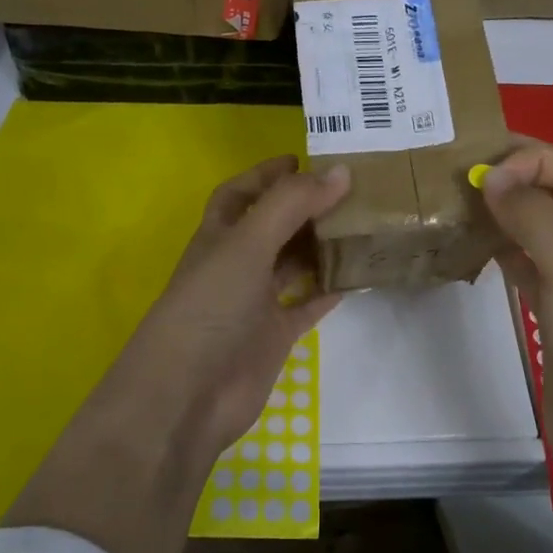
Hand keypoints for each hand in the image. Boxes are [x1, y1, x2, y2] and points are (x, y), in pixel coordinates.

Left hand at [108, 155, 351, 455]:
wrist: (189, 394)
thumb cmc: (210, 307)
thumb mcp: (247, 244)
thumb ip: (291, 205)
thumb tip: (339, 170)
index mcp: (219, 236)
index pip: (241, 193)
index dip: (267, 174)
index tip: (305, 158)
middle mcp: (236, 264)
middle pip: (273, 226)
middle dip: (305, 207)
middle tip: (351, 190)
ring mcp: (255, 302)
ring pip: (294, 264)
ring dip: (322, 245)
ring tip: (363, 224)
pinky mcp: (274, 336)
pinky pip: (308, 304)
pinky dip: (331, 290)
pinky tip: (359, 275)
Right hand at [480, 143, 552, 485]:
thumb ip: (534, 216)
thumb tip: (490, 176)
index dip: (536, 160)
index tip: (485, 173)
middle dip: (519, 180)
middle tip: (462, 174)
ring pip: (542, 232)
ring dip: (507, 216)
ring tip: (459, 203)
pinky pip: (530, 269)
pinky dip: (504, 253)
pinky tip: (474, 246)